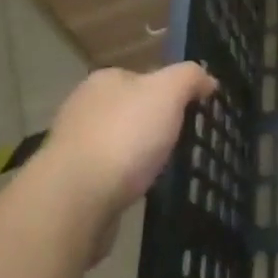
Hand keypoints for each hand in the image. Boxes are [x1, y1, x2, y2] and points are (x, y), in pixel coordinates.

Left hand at [43, 63, 218, 223]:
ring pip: (117, 143)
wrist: (76, 199)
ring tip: (161, 171)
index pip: (142, 77)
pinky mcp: (70, 183)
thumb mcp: (168, 92)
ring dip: (136, 155)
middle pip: (129, 110)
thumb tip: (207, 79)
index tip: (189, 113)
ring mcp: (73, 146)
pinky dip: (122, 181)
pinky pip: (106, 175)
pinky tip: (136, 192)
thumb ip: (190, 77)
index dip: (167, 93)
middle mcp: (84, 107)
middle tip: (179, 143)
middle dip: (151, 125)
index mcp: (104, 80)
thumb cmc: (125, 135)